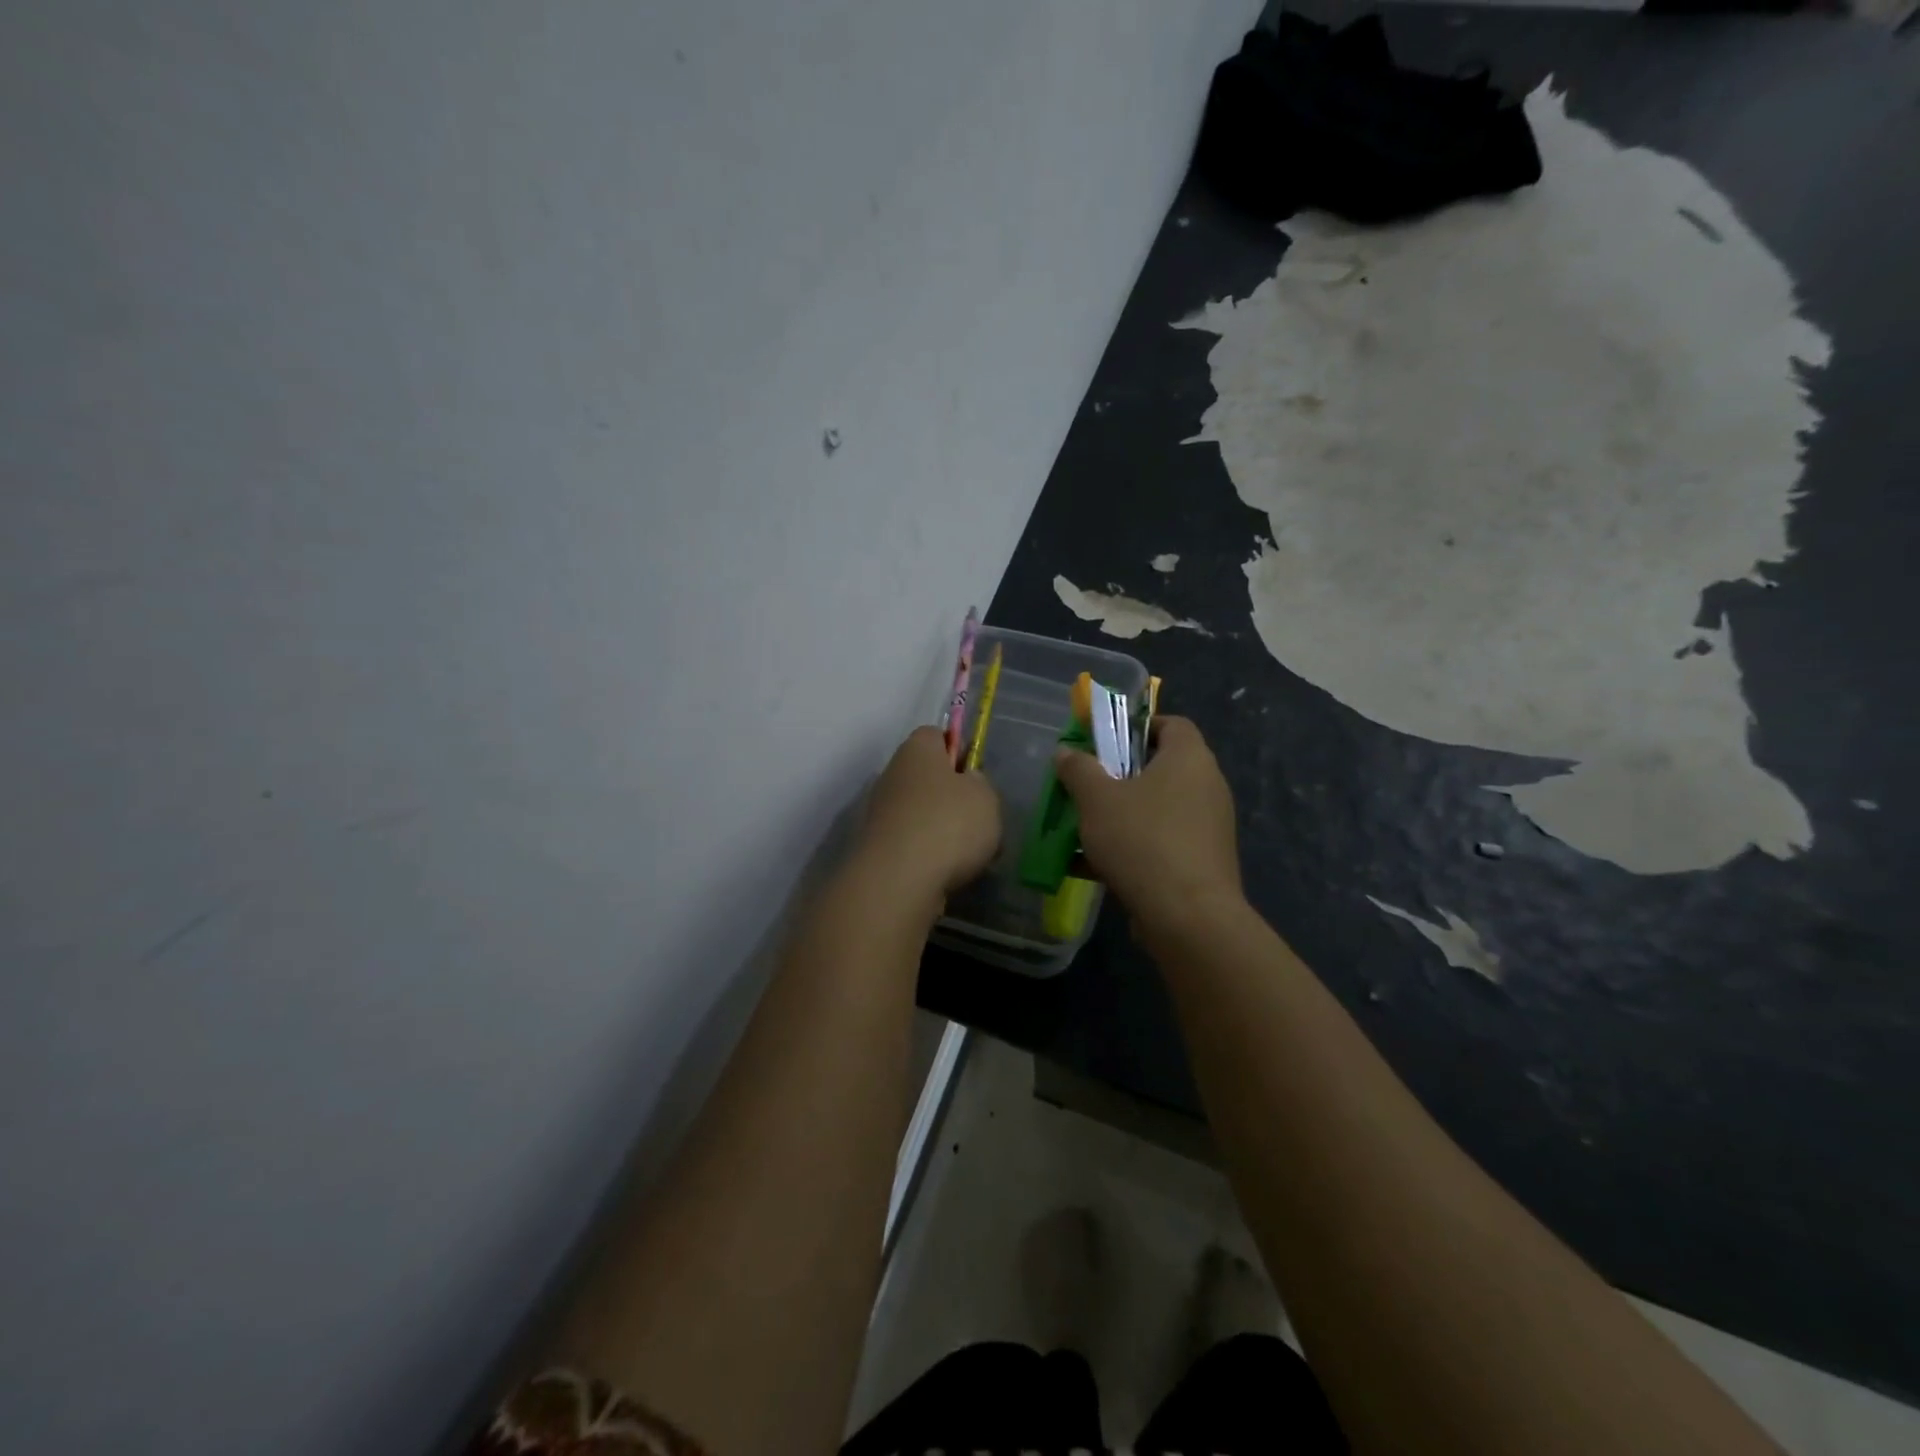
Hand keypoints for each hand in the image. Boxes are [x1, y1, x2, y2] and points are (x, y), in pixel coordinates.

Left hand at [856, 726, 1001, 903]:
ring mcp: (880, 812)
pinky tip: (948, 873)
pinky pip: (912, 843)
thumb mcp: (985, 796)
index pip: (936, 735)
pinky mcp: (878, 847)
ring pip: (922, 813)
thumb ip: (980, 783)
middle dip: (952, 796)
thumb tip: (966, 782)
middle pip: (927, 777)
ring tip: (970, 854)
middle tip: (979, 818)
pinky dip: (929, 855)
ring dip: (943, 830)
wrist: (898, 880)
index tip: (976, 774)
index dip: (959, 750)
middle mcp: (892, 774)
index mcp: (917, 749)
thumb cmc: (948, 824)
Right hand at [1053, 716, 1241, 928]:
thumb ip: (1078, 770)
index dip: (1137, 727)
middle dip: (1120, 776)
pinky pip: (1163, 842)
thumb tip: (1066, 752)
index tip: (1105, 741)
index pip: (1171, 724)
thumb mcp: (1096, 799)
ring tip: (1084, 828)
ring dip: (1123, 815)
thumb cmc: (1142, 840)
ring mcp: (1209, 827)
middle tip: (1087, 786)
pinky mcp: (1204, 861)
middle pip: (1161, 768)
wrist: (1188, 916)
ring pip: (1158, 809)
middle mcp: (1208, 786)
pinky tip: (1094, 866)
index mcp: (1189, 758)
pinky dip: (1133, 847)